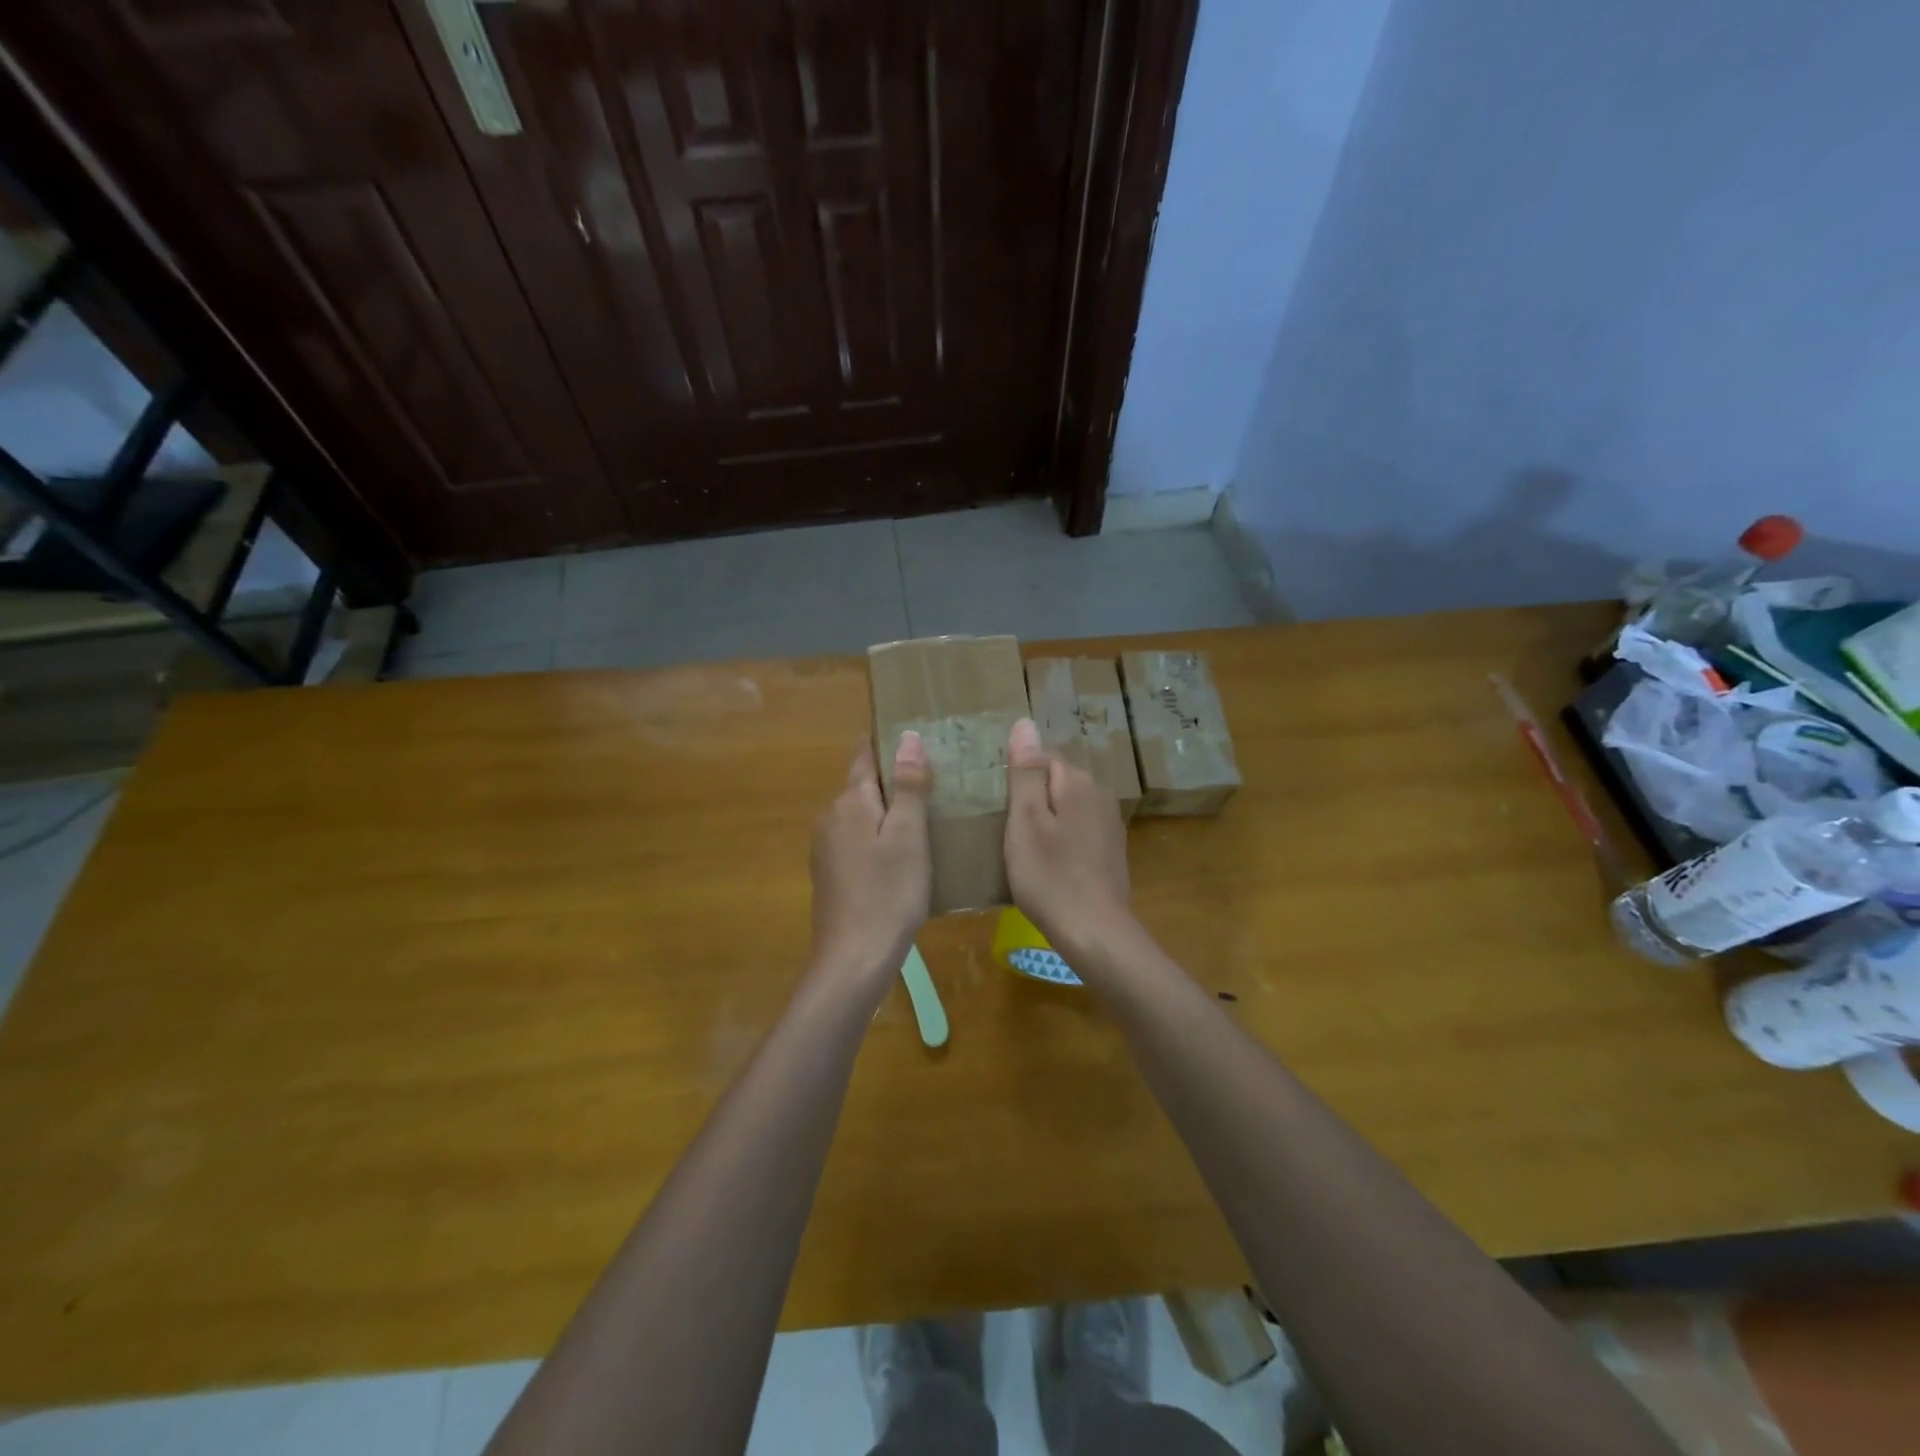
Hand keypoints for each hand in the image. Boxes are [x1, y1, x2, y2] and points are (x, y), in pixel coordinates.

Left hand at [808, 734, 931, 995]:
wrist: (854, 958)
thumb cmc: (889, 893)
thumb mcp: (910, 836)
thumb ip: (909, 785)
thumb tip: (907, 736)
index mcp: (851, 801)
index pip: (866, 755)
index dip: (889, 744)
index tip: (920, 738)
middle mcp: (830, 816)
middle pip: (863, 785)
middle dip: (894, 779)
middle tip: (935, 780)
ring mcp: (825, 847)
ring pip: (860, 815)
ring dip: (886, 811)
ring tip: (925, 816)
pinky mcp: (829, 873)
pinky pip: (856, 840)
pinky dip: (877, 837)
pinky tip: (900, 854)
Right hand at [1003, 718, 1131, 959]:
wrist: (1094, 931)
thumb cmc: (1050, 875)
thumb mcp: (1025, 821)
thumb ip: (1025, 771)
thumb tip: (1024, 723)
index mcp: (1078, 781)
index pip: (1043, 756)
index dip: (1017, 776)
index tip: (1000, 805)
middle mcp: (1100, 794)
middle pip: (1056, 781)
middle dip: (1032, 797)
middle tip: (1006, 828)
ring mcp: (1110, 824)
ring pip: (1068, 807)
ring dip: (1047, 819)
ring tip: (1023, 847)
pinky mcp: (1111, 850)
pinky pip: (1079, 830)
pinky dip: (1062, 839)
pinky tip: (1049, 863)